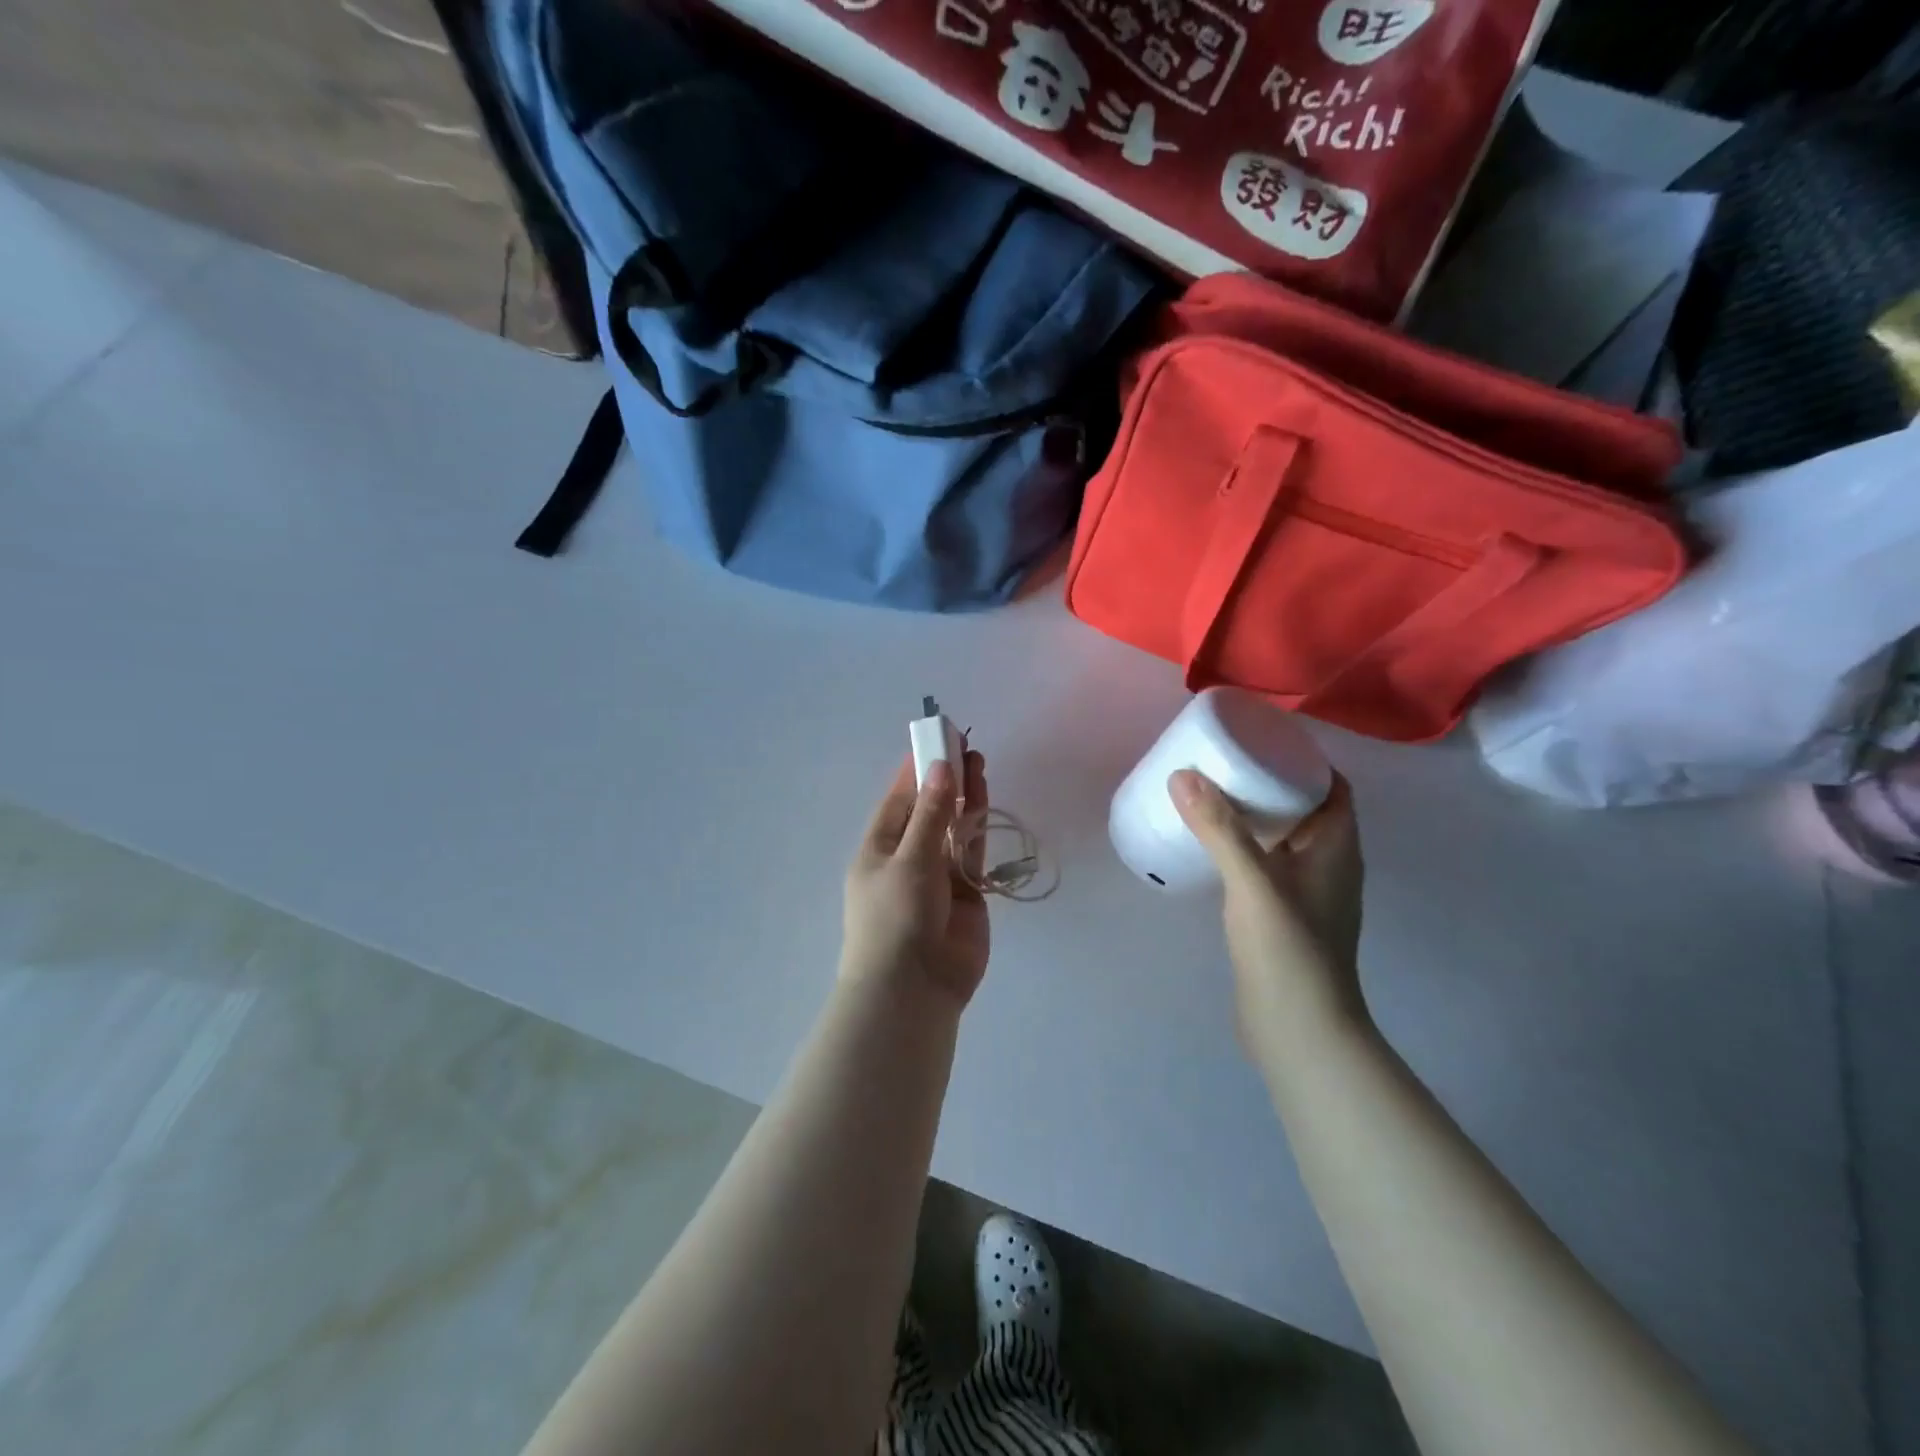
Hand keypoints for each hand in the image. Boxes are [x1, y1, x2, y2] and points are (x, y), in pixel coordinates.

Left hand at [843, 752, 990, 1005]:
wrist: (915, 989)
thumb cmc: (896, 918)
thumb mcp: (909, 860)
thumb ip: (931, 814)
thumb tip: (940, 767)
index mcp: (879, 849)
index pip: (898, 800)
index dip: (916, 771)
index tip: (935, 740)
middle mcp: (907, 858)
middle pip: (929, 810)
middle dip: (945, 780)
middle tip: (965, 745)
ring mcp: (938, 877)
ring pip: (953, 828)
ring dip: (965, 799)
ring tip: (979, 762)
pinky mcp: (966, 894)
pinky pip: (972, 854)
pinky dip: (979, 829)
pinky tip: (987, 801)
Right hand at [1170, 770, 1368, 1063]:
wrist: (1299, 1031)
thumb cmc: (1288, 950)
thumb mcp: (1252, 882)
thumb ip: (1220, 829)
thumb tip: (1183, 775)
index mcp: (1337, 849)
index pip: (1333, 788)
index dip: (1304, 761)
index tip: (1260, 742)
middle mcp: (1329, 866)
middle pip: (1306, 810)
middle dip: (1270, 784)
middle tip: (1224, 764)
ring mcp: (1308, 895)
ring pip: (1285, 840)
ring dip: (1256, 818)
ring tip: (1211, 798)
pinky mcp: (1285, 918)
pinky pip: (1267, 867)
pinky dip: (1246, 849)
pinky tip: (1212, 850)